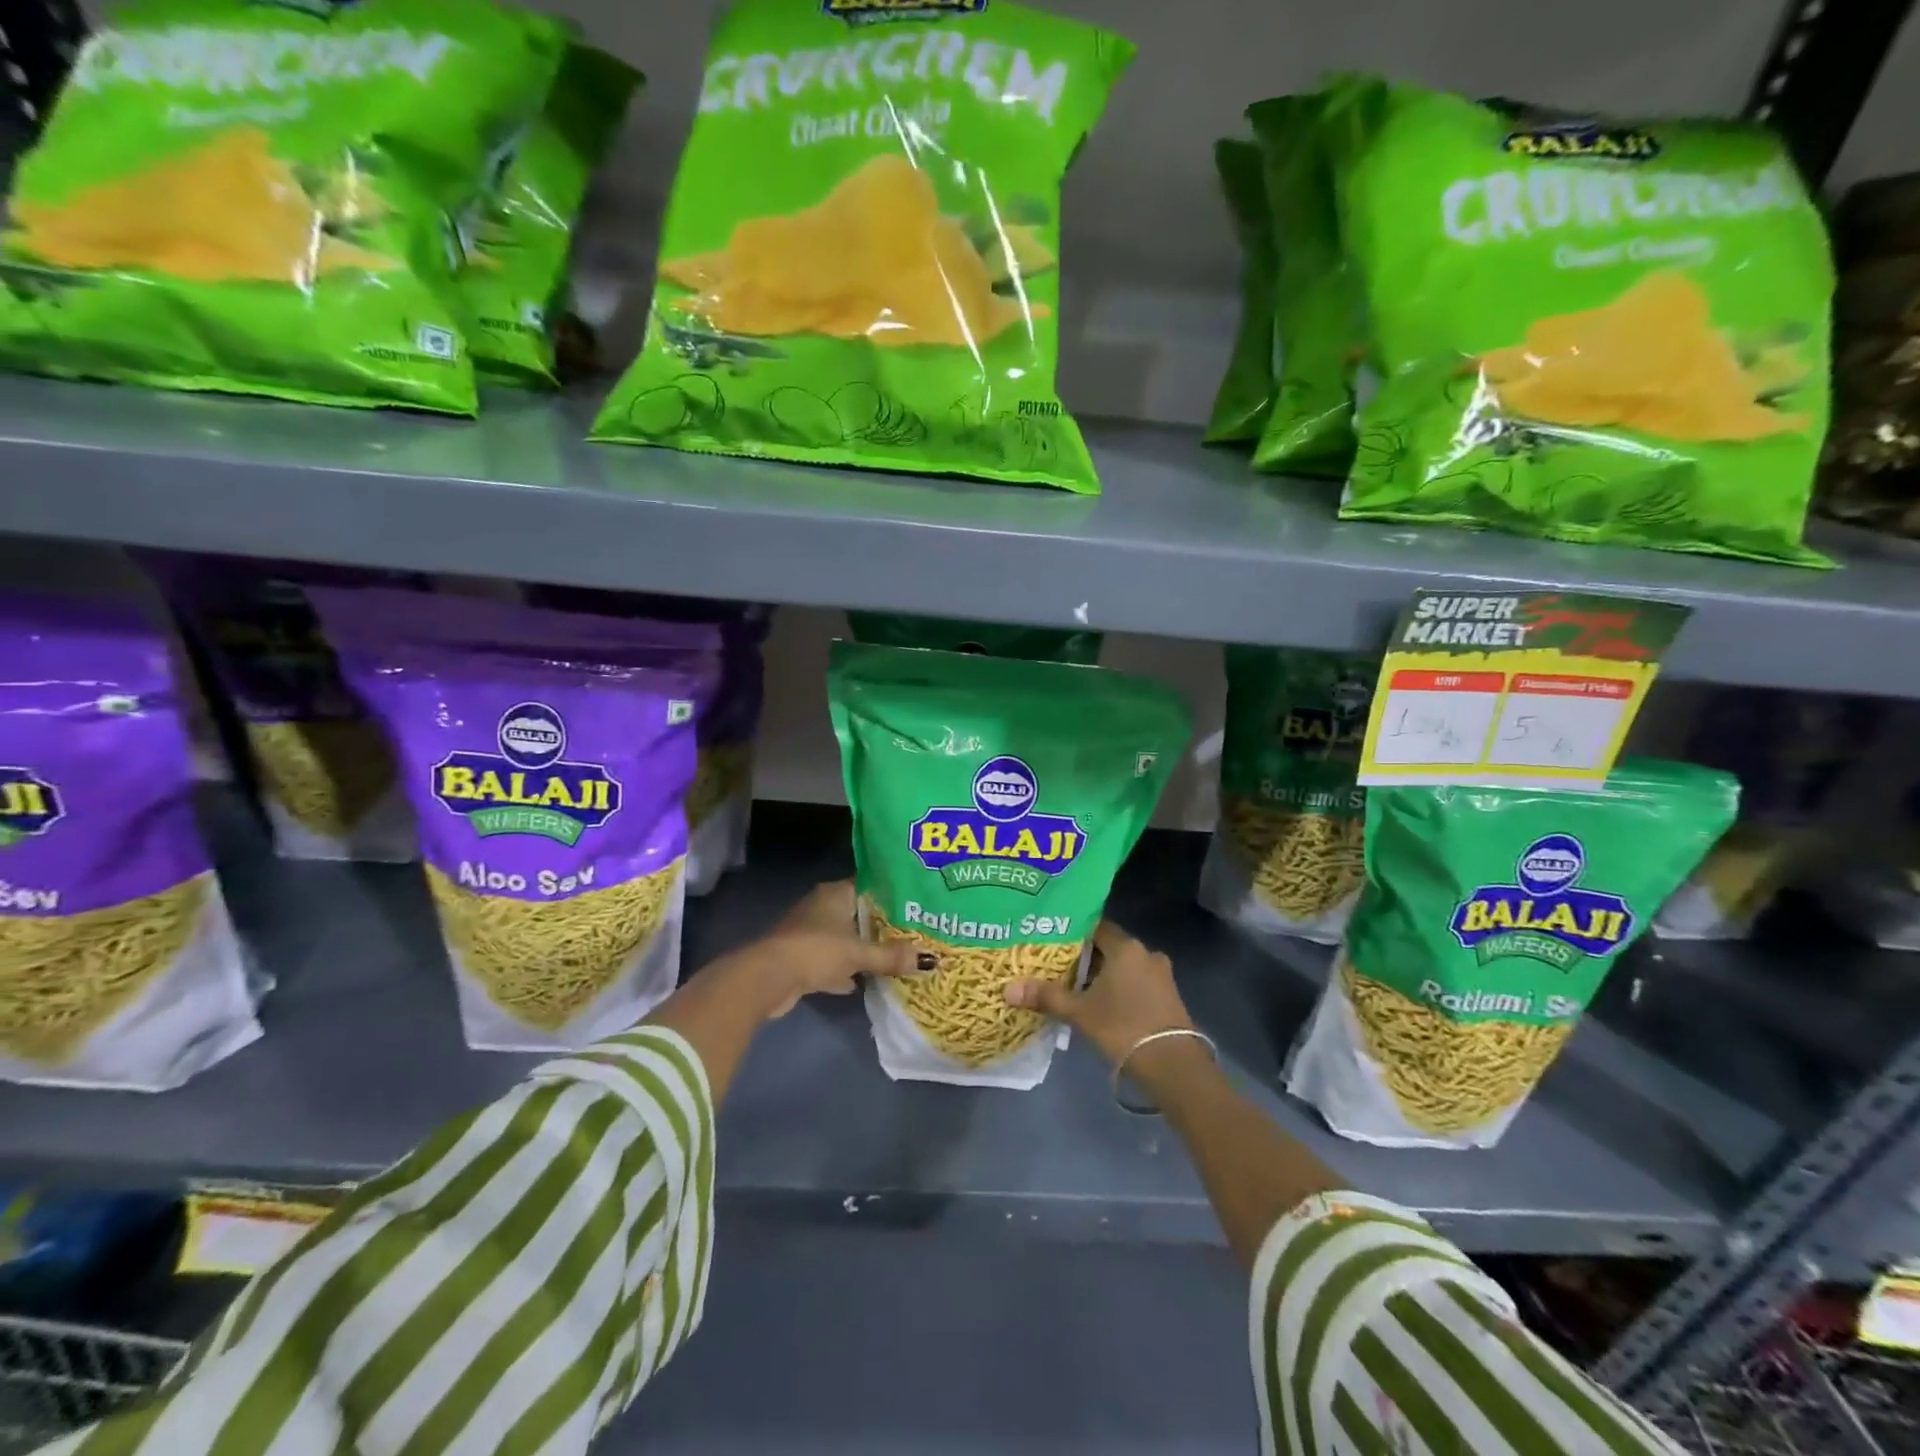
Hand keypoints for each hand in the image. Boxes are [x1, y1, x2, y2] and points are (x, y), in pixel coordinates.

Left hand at [730, 880, 931, 1018]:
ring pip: (846, 938)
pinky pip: (833, 960)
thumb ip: (890, 956)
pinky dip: (846, 970)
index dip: (892, 894)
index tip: (916, 904)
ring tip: (895, 958)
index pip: (870, 886)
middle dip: (881, 926)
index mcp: (835, 893)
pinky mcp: (803, 957)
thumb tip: (928, 960)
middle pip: (859, 913)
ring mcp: (810, 932)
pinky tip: (864, 982)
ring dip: (863, 949)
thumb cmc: (816, 950)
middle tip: (913, 934)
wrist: (768, 977)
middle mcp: (822, 906)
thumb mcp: (858, 953)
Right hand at [1004, 920, 1194, 1067]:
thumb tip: (1007, 989)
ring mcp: (1161, 975)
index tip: (1051, 940)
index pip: (1095, 926)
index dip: (1072, 932)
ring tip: (1075, 988)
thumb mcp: (1079, 1012)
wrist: (1173, 1066)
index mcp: (1126, 947)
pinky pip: (1136, 983)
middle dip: (1085, 957)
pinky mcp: (1168, 997)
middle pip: (1109, 947)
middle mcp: (1146, 953)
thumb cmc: (1123, 1027)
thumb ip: (1046, 997)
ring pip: (1123, 967)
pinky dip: (1119, 989)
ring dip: (1103, 976)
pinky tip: (1102, 1005)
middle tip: (1057, 966)